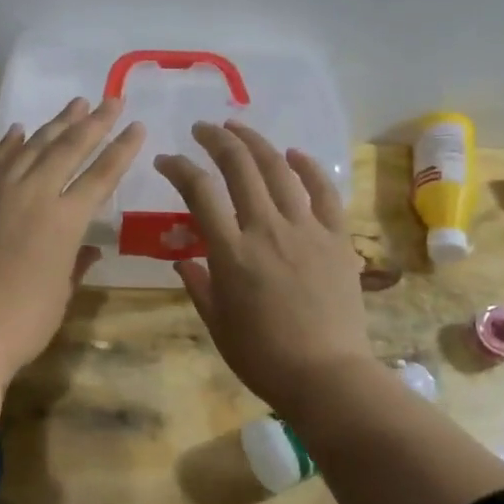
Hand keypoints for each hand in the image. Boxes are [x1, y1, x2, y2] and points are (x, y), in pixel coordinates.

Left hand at [0, 97, 145, 419]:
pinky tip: (18, 130)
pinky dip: (9, 144)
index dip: (121, 149)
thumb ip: (76, 263)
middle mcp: (32, 195)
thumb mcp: (60, 294)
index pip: (101, 175)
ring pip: (30, 147)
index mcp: (64, 221)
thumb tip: (89, 248)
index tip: (137, 126)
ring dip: (54, 124)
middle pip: (68, 148)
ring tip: (74, 105)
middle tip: (110, 100)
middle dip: (93, 122)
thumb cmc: (21, 323)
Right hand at [154, 120, 371, 414]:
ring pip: (280, 170)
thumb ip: (198, 284)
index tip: (166, 161)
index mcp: (232, 253)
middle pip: (240, 168)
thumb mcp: (218, 324)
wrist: (326, 375)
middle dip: (217, 140)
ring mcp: (307, 230)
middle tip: (202, 129)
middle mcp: (267, 230)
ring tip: (239, 128)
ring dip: (256, 143)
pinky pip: (324, 192)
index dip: (179, 168)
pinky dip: (308, 167)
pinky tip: (294, 154)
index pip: (200, 193)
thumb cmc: (263, 357)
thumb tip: (184, 258)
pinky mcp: (337, 238)